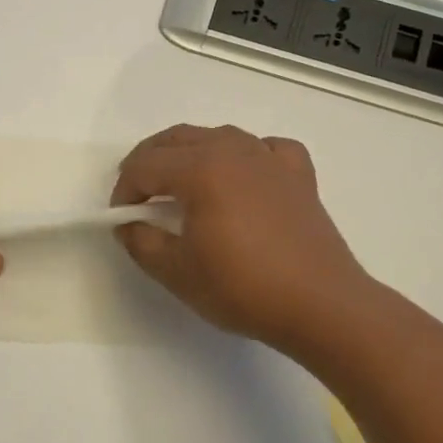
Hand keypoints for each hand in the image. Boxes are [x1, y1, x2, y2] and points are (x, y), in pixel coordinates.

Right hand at [111, 124, 369, 351]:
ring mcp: (270, 159)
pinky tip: (243, 176)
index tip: (121, 219)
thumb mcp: (176, 272)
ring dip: (190, 154)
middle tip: (138, 196)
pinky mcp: (299, 175)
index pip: (145, 166)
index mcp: (201, 169)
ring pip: (218, 137)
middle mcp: (234, 150)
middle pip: (177, 139)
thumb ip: (141, 242)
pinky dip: (245, 155)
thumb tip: (128, 225)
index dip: (124, 190)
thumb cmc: (242, 288)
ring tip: (181, 185)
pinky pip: (264, 149)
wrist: (321, 305)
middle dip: (149, 162)